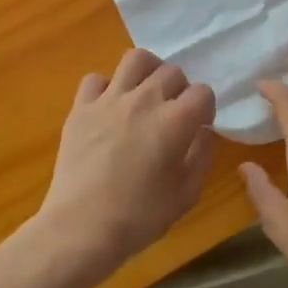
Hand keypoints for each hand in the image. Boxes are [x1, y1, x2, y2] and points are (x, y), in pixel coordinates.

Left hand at [37, 49, 215, 280]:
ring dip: (148, 72)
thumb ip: (202, 156)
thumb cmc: (140, 216)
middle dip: (180, 90)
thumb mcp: (187, 194)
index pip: (203, 93)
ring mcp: (109, 100)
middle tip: (174, 113)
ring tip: (146, 93)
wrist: (81, 228)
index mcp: (175, 120)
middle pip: (172, 72)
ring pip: (136, 59)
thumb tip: (203, 132)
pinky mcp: (81, 108)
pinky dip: (106, 88)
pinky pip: (96, 80)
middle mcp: (145, 100)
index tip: (200, 126)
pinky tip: (109, 108)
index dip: (206, 108)